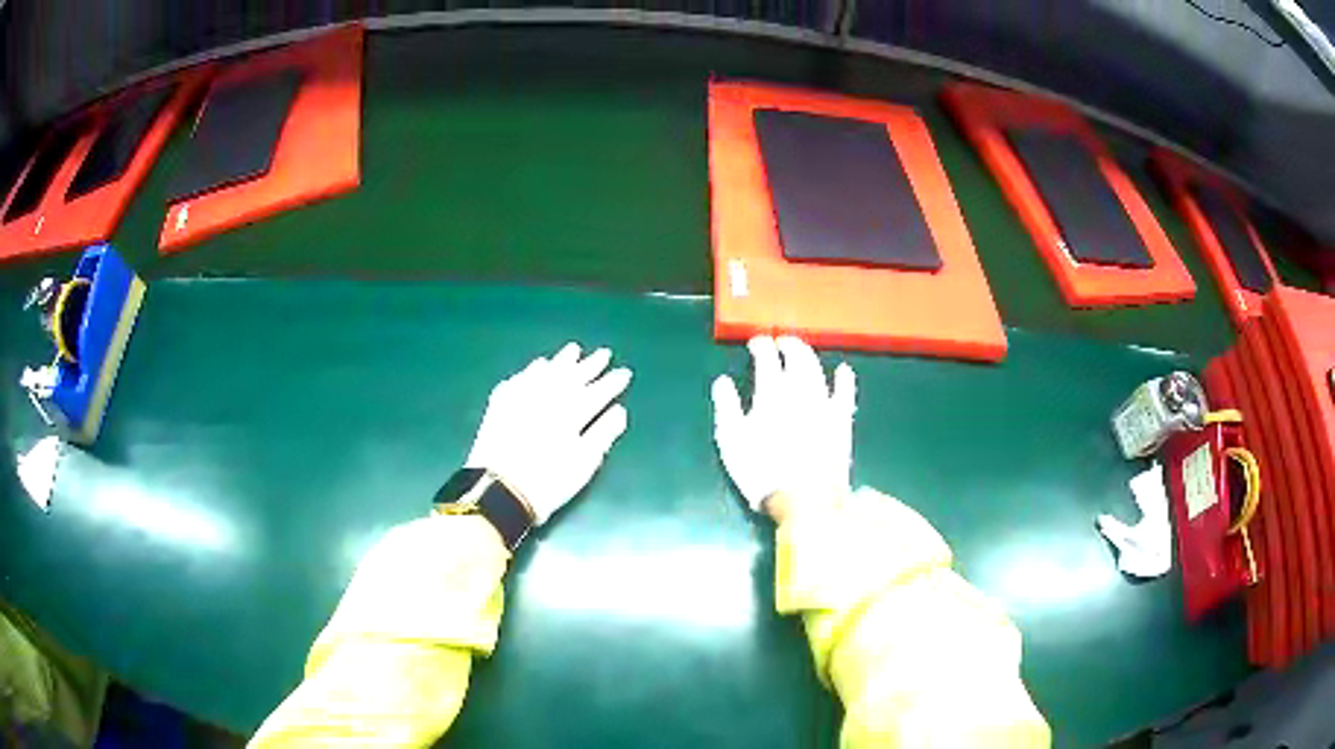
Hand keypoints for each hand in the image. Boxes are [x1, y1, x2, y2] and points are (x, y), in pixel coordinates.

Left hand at [467, 342, 631, 523]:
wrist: (499, 489)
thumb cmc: (548, 482)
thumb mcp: (584, 463)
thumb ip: (603, 434)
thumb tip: (618, 411)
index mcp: (572, 412)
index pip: (598, 391)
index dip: (612, 382)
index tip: (624, 372)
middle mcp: (548, 396)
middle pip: (573, 375)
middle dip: (590, 365)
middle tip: (603, 353)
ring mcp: (522, 396)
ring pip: (546, 371)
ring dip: (561, 360)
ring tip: (573, 350)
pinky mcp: (501, 403)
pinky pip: (520, 378)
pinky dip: (531, 370)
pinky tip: (537, 367)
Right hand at [711, 336, 855, 519]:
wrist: (805, 498)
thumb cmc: (762, 471)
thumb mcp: (731, 441)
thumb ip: (727, 406)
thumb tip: (723, 381)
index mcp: (771, 392)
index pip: (766, 358)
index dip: (761, 346)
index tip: (756, 343)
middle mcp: (800, 389)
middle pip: (796, 356)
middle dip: (787, 344)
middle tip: (780, 342)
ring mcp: (825, 402)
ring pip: (818, 368)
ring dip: (809, 355)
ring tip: (802, 351)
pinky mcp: (842, 419)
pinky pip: (846, 392)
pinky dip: (844, 378)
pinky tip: (843, 370)